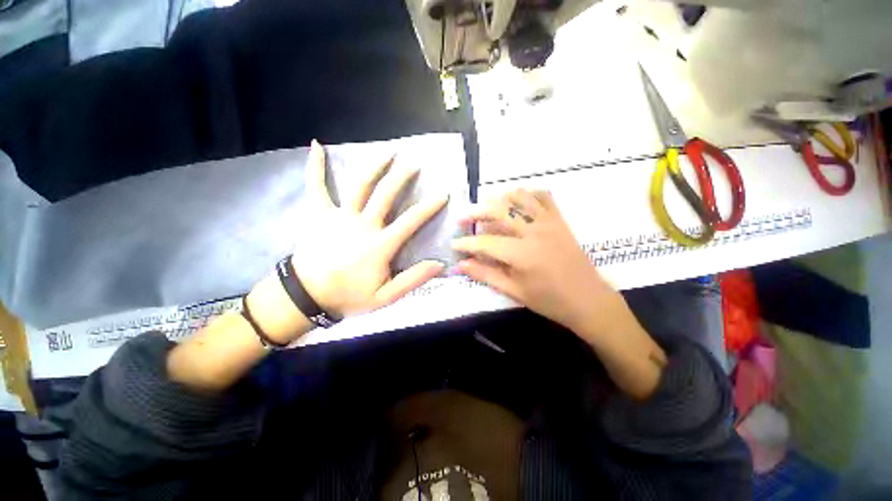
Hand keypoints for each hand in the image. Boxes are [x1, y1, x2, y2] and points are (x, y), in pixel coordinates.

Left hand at [292, 140, 447, 317]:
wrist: (308, 296)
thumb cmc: (349, 296)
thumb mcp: (385, 297)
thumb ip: (413, 279)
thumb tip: (439, 264)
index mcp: (379, 244)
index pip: (410, 220)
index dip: (429, 207)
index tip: (443, 194)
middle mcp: (362, 224)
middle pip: (385, 194)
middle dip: (402, 177)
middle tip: (414, 163)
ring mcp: (339, 215)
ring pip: (359, 185)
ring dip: (374, 166)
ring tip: (388, 152)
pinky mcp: (319, 213)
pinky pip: (316, 186)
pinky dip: (315, 166)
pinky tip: (317, 145)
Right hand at [452, 189, 617, 332]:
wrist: (588, 300)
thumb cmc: (549, 301)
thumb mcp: (514, 291)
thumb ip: (486, 275)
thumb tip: (461, 265)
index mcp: (523, 254)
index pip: (486, 242)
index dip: (466, 242)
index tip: (453, 243)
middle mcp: (535, 232)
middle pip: (500, 210)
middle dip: (477, 212)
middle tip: (463, 218)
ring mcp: (549, 222)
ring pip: (520, 197)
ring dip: (499, 199)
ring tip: (487, 208)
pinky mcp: (559, 220)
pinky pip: (543, 196)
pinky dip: (527, 195)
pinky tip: (517, 203)